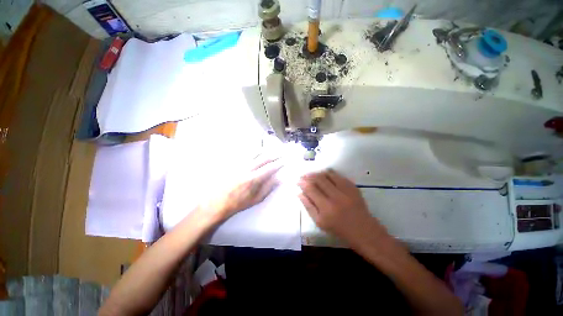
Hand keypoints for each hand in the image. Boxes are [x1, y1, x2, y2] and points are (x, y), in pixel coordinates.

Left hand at [207, 155, 281, 221]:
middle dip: (274, 154)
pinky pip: (245, 153)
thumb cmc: (239, 202)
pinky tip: (257, 150)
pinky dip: (253, 151)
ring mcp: (239, 164)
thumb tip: (280, 178)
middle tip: (281, 152)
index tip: (285, 160)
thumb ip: (268, 187)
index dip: (279, 163)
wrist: (218, 201)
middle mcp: (247, 168)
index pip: (270, 168)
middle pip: (263, 157)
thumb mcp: (256, 198)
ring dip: (265, 150)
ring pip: (254, 152)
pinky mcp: (233, 162)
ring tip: (271, 148)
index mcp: (253, 179)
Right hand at [298, 169, 385, 244]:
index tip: (298, 180)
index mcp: (326, 208)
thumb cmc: (339, 229)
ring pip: (328, 174)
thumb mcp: (319, 222)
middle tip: (304, 176)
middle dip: (309, 175)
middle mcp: (336, 196)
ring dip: (318, 173)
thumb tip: (299, 193)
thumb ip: (308, 206)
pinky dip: (329, 173)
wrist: (363, 230)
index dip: (303, 183)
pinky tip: (325, 174)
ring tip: (313, 174)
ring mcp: (346, 190)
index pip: (311, 189)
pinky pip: (338, 175)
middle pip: (319, 179)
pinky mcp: (353, 187)